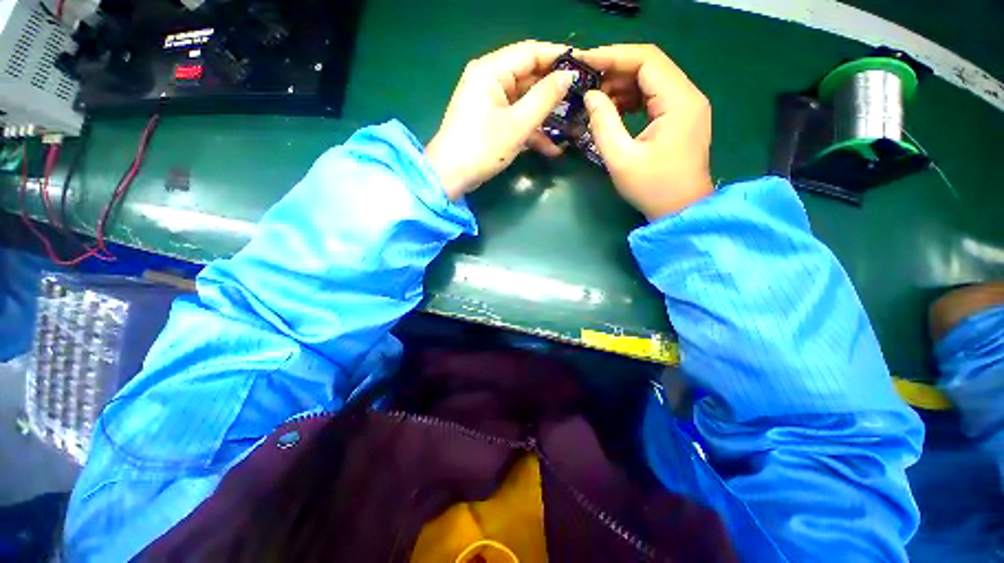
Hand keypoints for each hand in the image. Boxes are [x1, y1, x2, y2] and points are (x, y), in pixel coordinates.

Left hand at [425, 41, 577, 199]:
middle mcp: (489, 80)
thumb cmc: (482, 148)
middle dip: (554, 91)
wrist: (451, 177)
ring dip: (545, 117)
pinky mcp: (490, 122)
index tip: (585, 66)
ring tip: (571, 126)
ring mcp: (489, 102)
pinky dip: (531, 131)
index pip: (531, 52)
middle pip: (529, 77)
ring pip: (524, 101)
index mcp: (491, 71)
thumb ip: (545, 98)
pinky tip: (551, 148)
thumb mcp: (518, 124)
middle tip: (581, 99)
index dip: (559, 57)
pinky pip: (515, 119)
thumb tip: (568, 77)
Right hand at [580, 45, 713, 219]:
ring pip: (651, 80)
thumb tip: (590, 96)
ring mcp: (686, 106)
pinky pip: (654, 97)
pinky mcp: (680, 118)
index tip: (584, 62)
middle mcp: (688, 95)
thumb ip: (603, 124)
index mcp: (679, 101)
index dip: (613, 55)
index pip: (647, 59)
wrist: (681, 210)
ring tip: (595, 99)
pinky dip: (631, 99)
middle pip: (650, 66)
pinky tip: (612, 110)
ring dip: (622, 85)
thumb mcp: (621, 159)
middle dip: (615, 70)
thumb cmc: (652, 188)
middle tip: (586, 83)